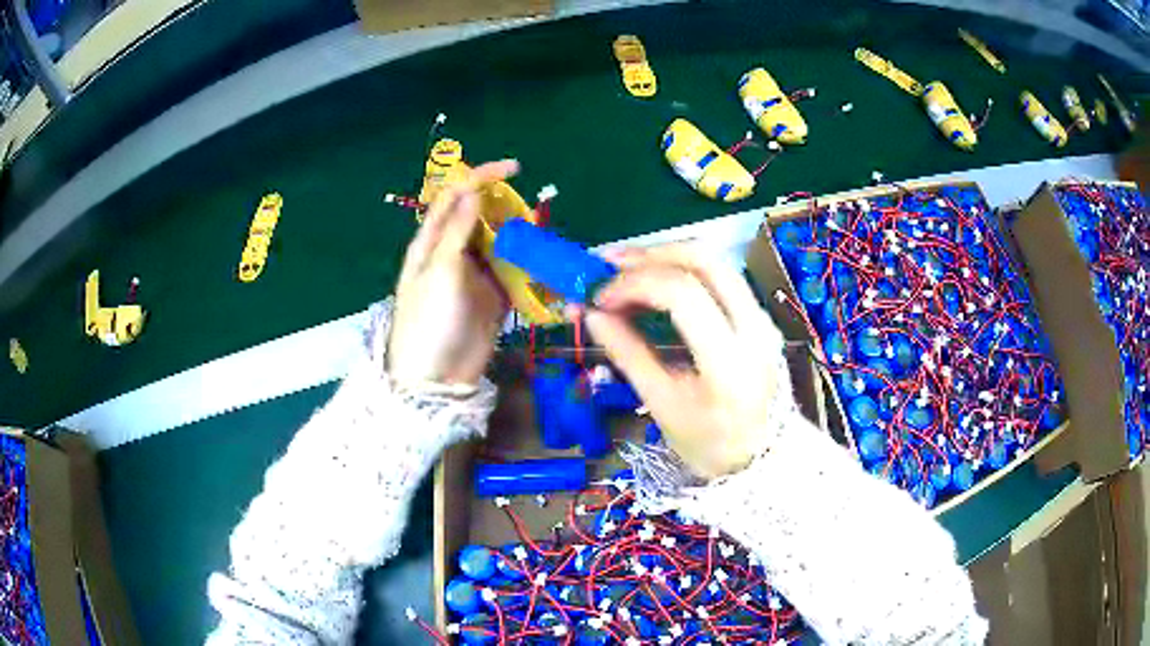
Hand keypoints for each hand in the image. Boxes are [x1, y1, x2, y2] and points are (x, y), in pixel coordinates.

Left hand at [388, 160, 518, 386]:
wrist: (436, 377)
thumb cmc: (429, 320)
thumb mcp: (439, 270)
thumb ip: (457, 231)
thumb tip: (474, 191)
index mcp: (432, 241)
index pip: (455, 197)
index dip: (481, 177)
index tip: (514, 168)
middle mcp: (454, 252)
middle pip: (481, 216)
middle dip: (505, 206)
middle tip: (529, 212)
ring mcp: (475, 275)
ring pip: (500, 243)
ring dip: (519, 236)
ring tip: (538, 238)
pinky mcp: (493, 297)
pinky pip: (513, 272)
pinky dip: (527, 265)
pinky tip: (542, 263)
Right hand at [581, 244, 789, 478]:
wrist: (764, 458)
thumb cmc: (709, 444)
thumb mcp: (662, 405)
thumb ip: (627, 354)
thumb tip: (591, 315)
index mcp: (729, 360)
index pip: (682, 294)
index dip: (634, 285)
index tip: (599, 299)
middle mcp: (754, 327)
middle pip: (705, 260)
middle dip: (651, 254)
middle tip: (609, 264)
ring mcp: (763, 318)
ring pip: (715, 262)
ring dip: (667, 257)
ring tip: (626, 270)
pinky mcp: (760, 316)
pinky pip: (720, 278)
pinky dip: (683, 272)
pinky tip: (656, 284)